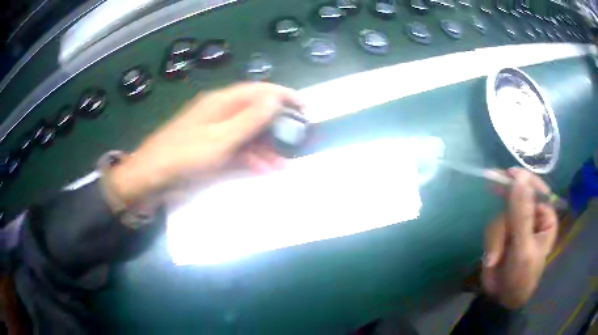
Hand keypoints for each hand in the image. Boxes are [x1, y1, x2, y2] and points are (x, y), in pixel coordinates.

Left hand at [106, 83, 302, 204]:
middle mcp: (220, 112)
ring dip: (266, 146)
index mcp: (222, 102)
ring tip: (283, 164)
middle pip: (255, 112)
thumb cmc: (184, 156)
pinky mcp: (211, 148)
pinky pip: (237, 148)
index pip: (259, 91)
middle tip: (297, 140)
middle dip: (277, 126)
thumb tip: (276, 99)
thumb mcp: (220, 139)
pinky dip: (251, 157)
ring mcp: (215, 131)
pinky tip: (263, 169)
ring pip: (248, 133)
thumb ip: (249, 119)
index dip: (283, 96)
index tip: (305, 107)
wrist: (152, 177)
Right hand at [482, 168, 557, 308]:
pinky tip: (492, 258)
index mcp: (546, 217)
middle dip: (505, 219)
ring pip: (502, 214)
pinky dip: (490, 241)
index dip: (524, 180)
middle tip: (490, 195)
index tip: (508, 174)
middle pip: (516, 200)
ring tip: (494, 257)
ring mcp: (517, 224)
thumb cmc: (521, 277)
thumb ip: (521, 215)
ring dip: (496, 236)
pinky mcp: (503, 232)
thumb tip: (520, 178)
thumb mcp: (523, 248)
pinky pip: (493, 225)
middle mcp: (533, 216)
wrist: (501, 299)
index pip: (538, 189)